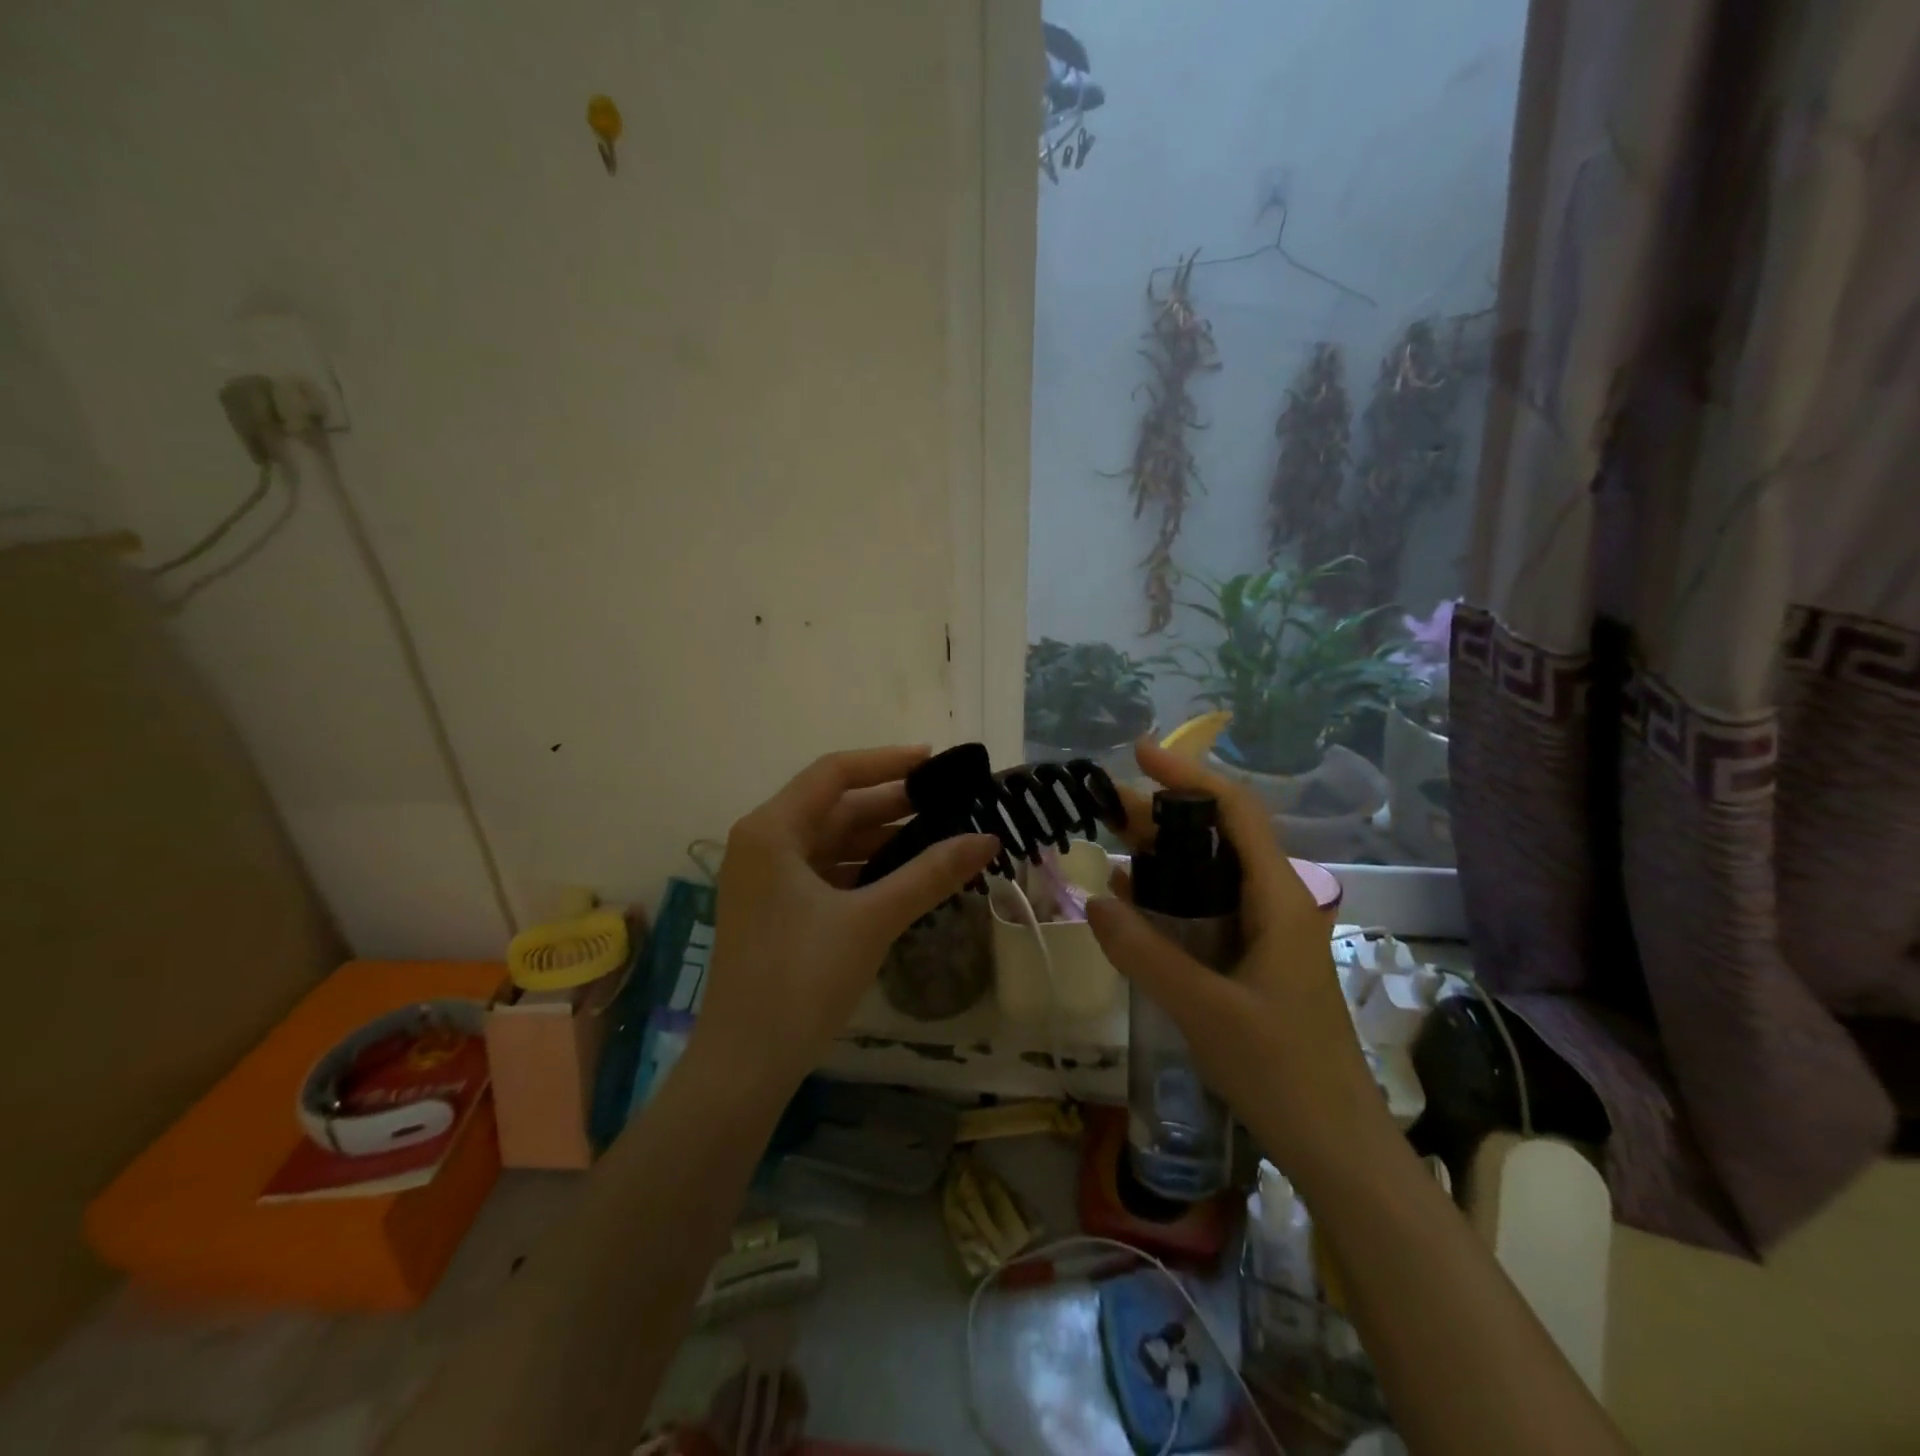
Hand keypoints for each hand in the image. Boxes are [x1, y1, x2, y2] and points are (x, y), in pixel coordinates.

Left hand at [694, 746, 1000, 1096]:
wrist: (745, 1065)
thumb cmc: (802, 979)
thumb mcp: (872, 919)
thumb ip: (931, 874)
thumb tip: (989, 838)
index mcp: (771, 830)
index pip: (835, 773)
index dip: (888, 761)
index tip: (936, 762)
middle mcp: (764, 843)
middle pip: (835, 807)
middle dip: (893, 806)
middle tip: (951, 805)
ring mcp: (767, 878)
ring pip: (833, 842)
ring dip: (883, 840)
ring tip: (940, 839)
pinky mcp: (776, 909)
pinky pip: (827, 872)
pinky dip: (865, 870)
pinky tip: (906, 877)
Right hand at [1088, 740, 1390, 1182]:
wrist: (1337, 1147)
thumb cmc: (1282, 1073)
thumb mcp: (1204, 1011)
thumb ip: (1145, 953)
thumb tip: (1093, 900)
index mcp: (1277, 900)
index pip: (1236, 813)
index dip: (1189, 776)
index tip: (1141, 754)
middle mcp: (1275, 904)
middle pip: (1218, 838)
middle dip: (1163, 815)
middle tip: (1105, 806)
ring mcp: (1266, 934)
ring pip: (1211, 874)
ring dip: (1164, 855)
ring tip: (1110, 843)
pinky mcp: (1254, 961)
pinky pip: (1208, 911)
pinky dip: (1170, 897)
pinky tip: (1133, 904)